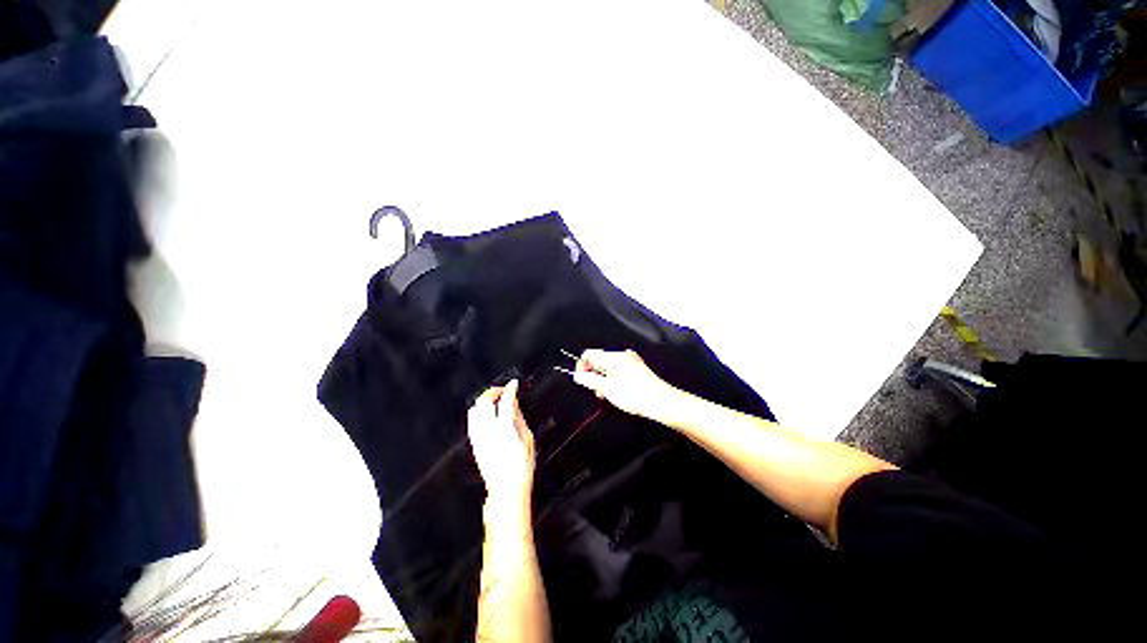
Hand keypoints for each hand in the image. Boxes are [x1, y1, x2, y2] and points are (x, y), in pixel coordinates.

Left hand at [467, 380, 535, 509]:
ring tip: (494, 399)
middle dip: (494, 390)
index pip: (505, 400)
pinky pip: (472, 421)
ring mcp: (479, 437)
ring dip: (485, 399)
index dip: (510, 389)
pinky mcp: (474, 443)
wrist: (506, 488)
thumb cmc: (521, 467)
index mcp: (505, 429)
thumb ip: (519, 418)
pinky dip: (478, 411)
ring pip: (475, 409)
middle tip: (503, 389)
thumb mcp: (527, 439)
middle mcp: (488, 430)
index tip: (514, 384)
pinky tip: (487, 413)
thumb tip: (514, 404)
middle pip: (485, 401)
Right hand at [573, 349, 676, 419]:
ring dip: (603, 378)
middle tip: (597, 391)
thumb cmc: (635, 395)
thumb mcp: (607, 389)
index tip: (583, 381)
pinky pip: (618, 368)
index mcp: (613, 356)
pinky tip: (617, 391)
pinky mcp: (636, 367)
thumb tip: (577, 375)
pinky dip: (613, 378)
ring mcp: (630, 360)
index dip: (582, 367)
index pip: (588, 354)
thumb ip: (590, 380)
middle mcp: (621, 354)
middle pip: (598, 360)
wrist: (661, 401)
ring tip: (607, 394)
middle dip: (593, 374)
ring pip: (607, 365)